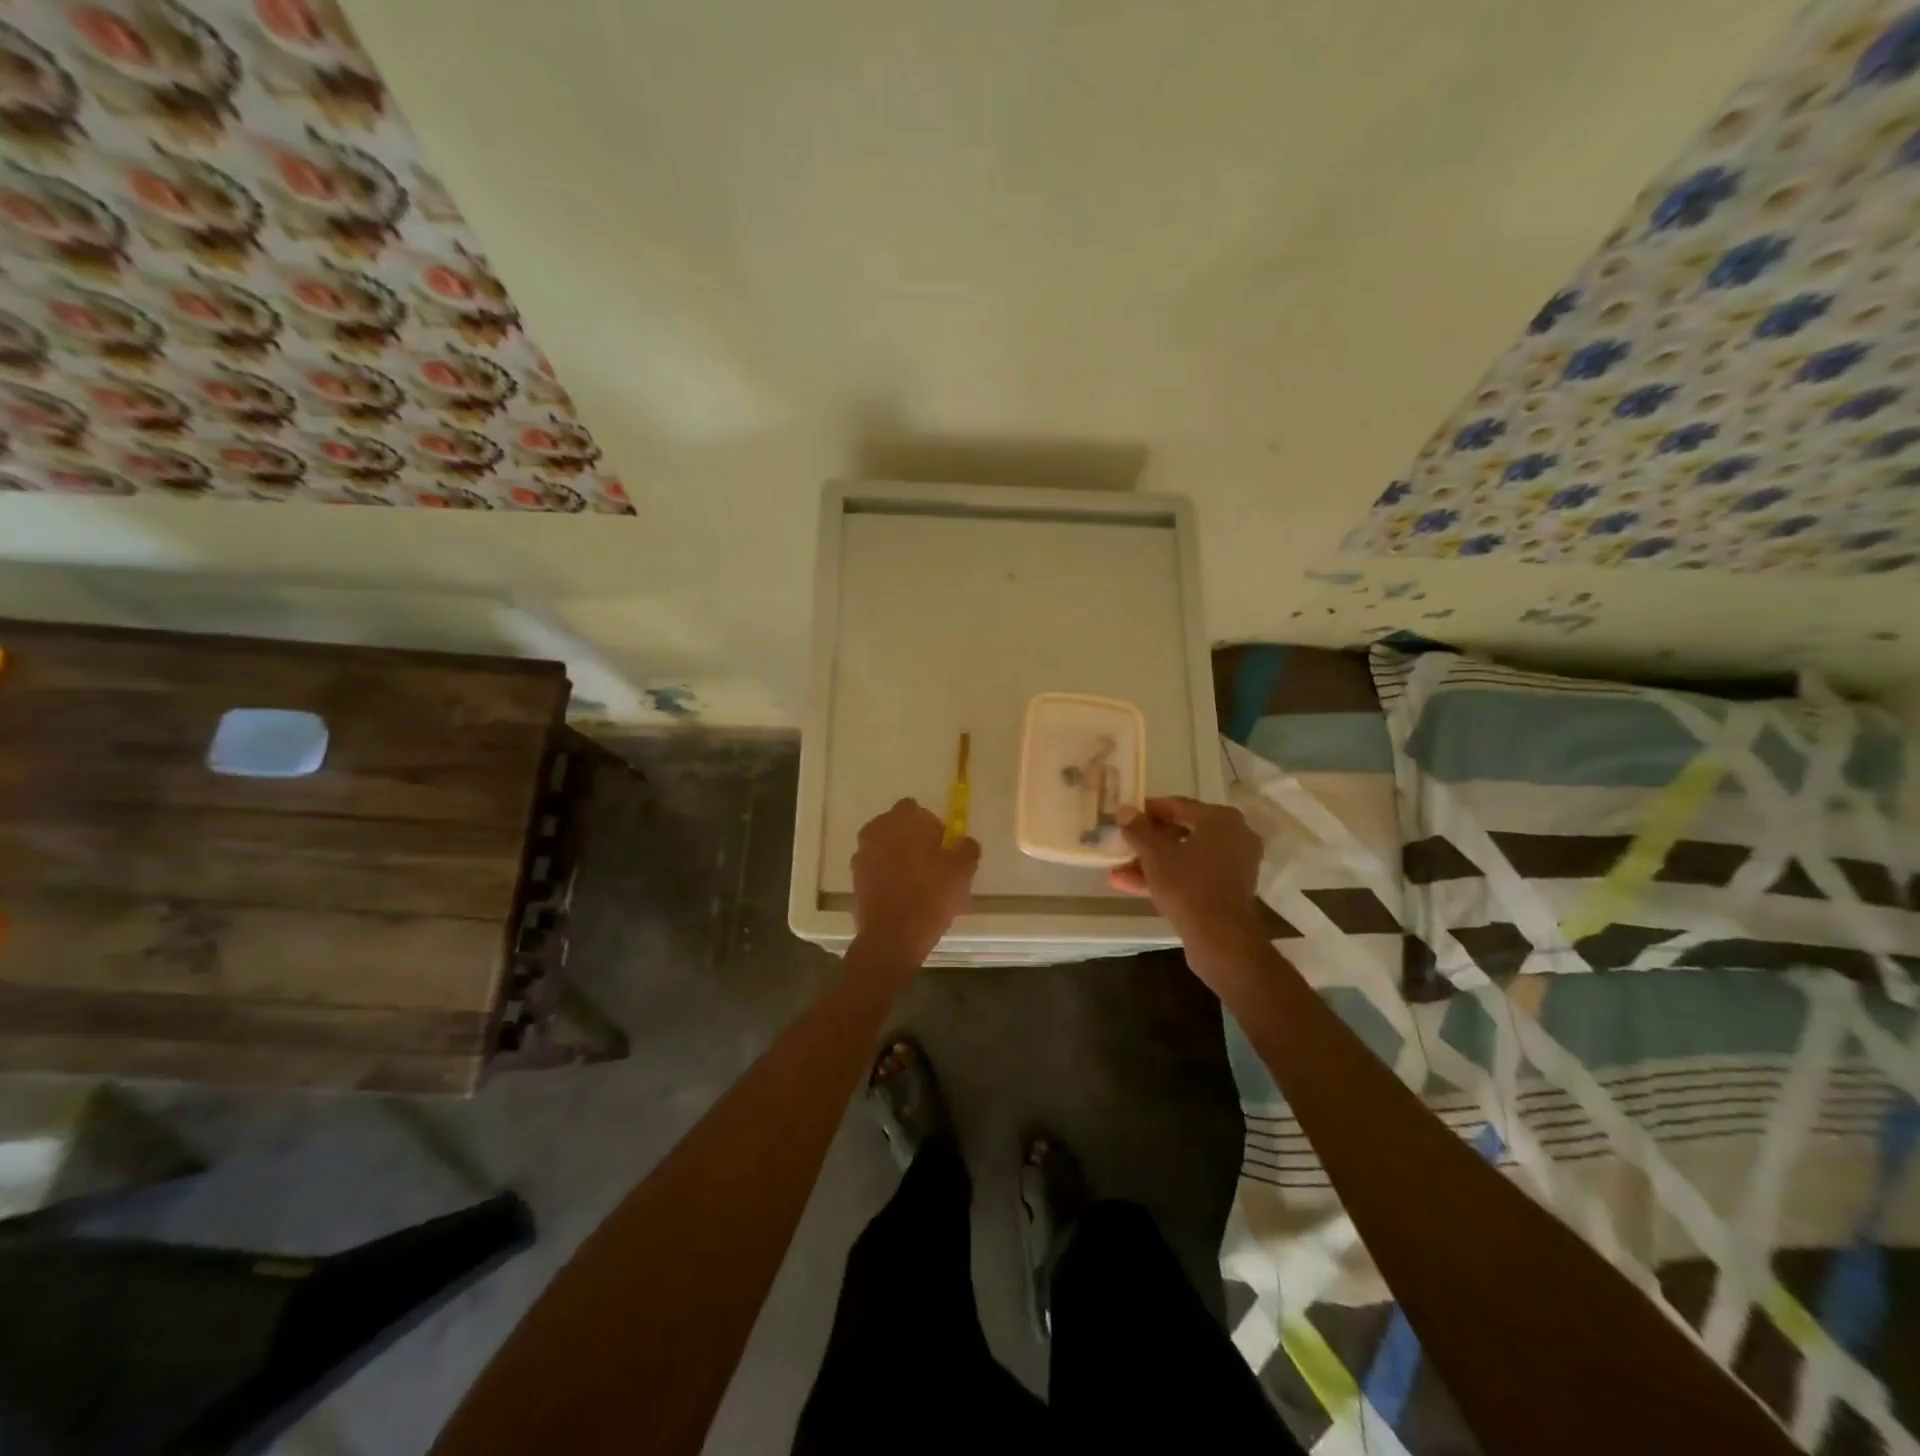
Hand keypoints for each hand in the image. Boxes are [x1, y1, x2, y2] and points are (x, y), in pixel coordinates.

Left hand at [849, 798, 980, 969]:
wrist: (892, 937)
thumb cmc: (930, 896)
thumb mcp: (962, 870)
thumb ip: (966, 847)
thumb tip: (963, 841)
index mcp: (903, 819)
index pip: (916, 809)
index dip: (931, 825)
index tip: (942, 846)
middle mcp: (878, 829)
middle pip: (897, 825)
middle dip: (912, 837)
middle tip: (931, 862)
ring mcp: (863, 853)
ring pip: (885, 845)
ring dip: (898, 854)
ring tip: (916, 880)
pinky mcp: (855, 876)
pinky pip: (876, 866)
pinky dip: (886, 873)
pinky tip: (901, 893)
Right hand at [1109, 797, 1265, 967]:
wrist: (1221, 937)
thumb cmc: (1188, 885)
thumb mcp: (1155, 854)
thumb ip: (1138, 830)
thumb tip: (1124, 809)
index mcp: (1220, 819)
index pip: (1178, 805)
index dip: (1148, 811)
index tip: (1125, 816)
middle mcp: (1234, 836)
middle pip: (1182, 832)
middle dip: (1148, 841)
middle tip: (1123, 844)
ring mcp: (1233, 865)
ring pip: (1185, 857)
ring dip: (1153, 863)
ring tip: (1118, 871)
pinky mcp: (1228, 890)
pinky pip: (1193, 875)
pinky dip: (1168, 878)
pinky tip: (1132, 885)